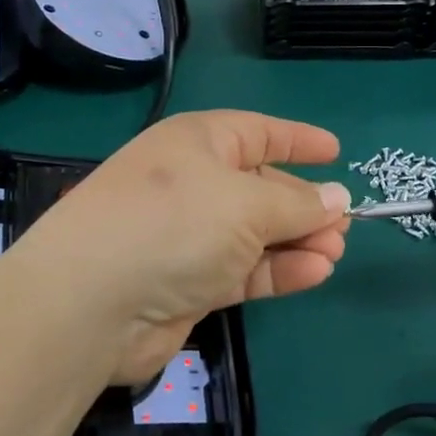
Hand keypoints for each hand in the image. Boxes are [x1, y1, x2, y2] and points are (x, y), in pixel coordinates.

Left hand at [10, 111, 349, 384]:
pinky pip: (243, 269)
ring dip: (297, 240)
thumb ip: (297, 204)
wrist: (90, 303)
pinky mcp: (187, 283)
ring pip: (255, 232)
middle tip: (346, 223)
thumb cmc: (174, 223)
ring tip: (336, 251)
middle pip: (260, 185)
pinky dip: (277, 270)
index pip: (258, 132)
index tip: (336, 152)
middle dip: (303, 203)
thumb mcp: (247, 204)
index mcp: (198, 143)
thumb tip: (338, 199)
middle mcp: (192, 183)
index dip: (298, 140)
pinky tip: (315, 272)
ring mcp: (187, 235)